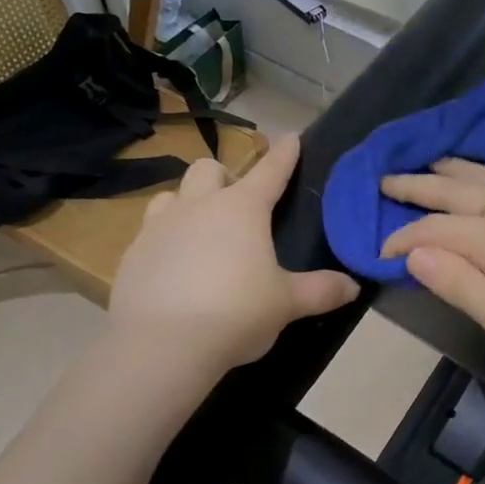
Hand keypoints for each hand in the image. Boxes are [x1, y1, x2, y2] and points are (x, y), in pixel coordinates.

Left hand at [112, 133, 359, 370]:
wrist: (163, 345)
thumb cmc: (236, 314)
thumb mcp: (286, 304)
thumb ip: (320, 290)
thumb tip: (353, 286)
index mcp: (242, 209)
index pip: (270, 170)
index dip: (284, 154)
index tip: (291, 138)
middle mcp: (198, 206)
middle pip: (208, 169)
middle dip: (224, 177)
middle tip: (237, 208)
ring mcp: (159, 226)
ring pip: (171, 194)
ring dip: (188, 204)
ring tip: (199, 232)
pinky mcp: (131, 253)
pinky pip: (148, 233)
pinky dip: (164, 241)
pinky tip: (172, 268)